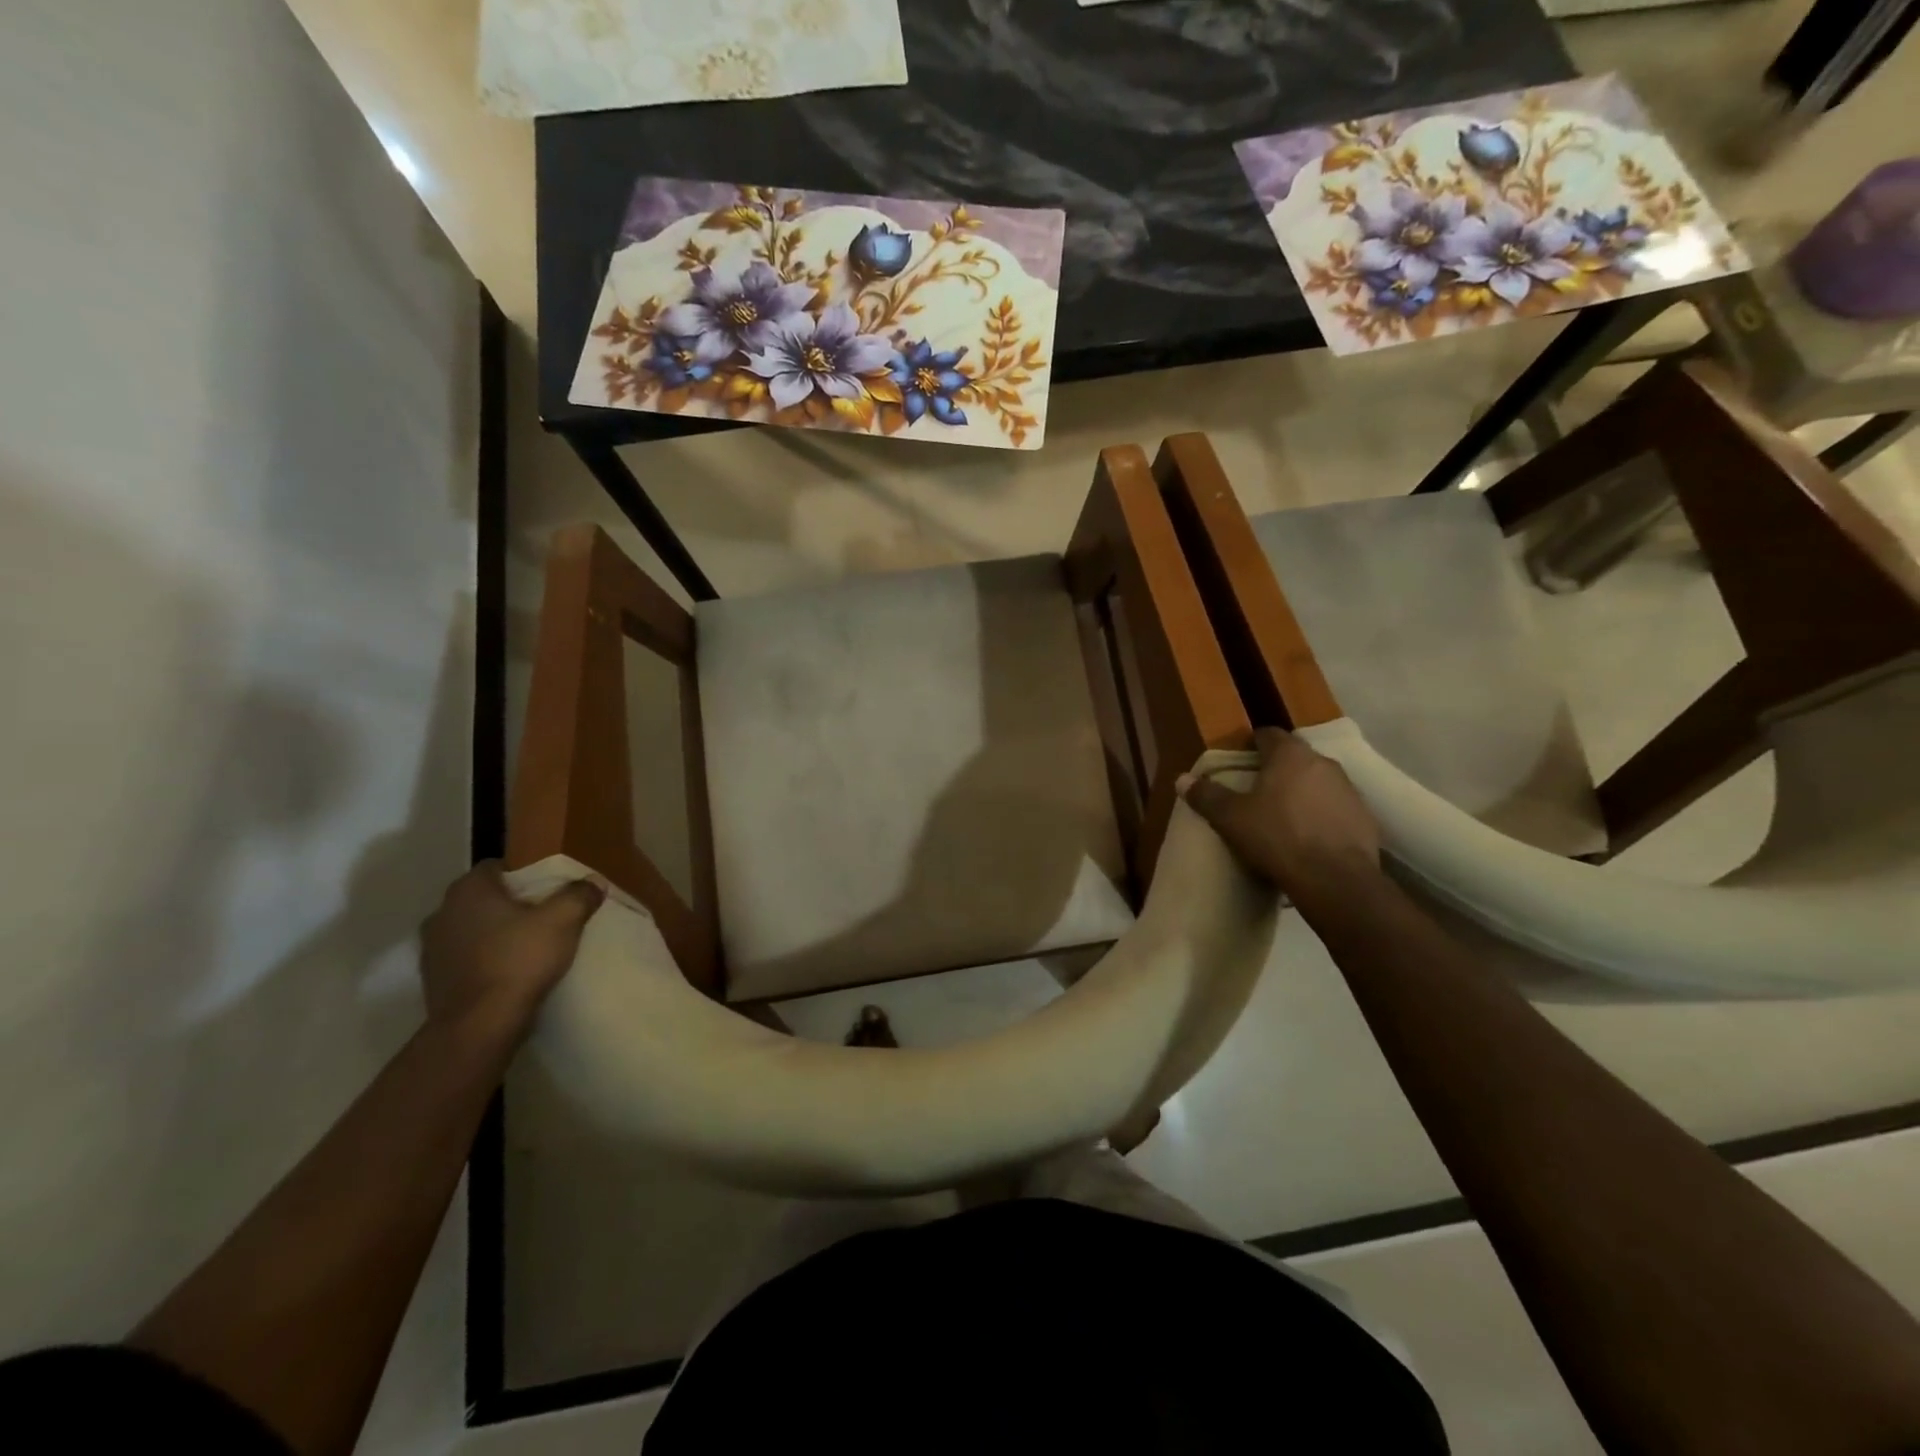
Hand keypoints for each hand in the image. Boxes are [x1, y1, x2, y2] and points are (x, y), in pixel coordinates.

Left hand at [419, 861, 604, 1042]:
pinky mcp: (432, 980)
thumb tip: (593, 882)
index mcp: (468, 890)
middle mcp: (442, 912)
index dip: (524, 874)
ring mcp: (431, 948)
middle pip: (484, 898)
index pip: (496, 866)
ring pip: (472, 928)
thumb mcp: (564, 921)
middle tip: (542, 917)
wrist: (478, 1027)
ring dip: (494, 933)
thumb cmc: (519, 961)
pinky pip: (464, 958)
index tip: (548, 891)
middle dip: (510, 904)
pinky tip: (507, 973)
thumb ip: (579, 895)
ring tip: (526, 947)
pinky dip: (483, 960)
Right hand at [1179, 727, 1381, 905]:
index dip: (1252, 744)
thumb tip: (1182, 779)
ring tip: (1283, 815)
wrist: (1335, 880)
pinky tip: (1309, 837)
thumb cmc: (1277, 838)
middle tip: (1256, 790)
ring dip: (1302, 791)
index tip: (1239, 761)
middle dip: (1277, 769)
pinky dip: (1322, 815)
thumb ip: (1206, 796)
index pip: (1268, 734)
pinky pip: (1336, 807)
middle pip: (1295, 757)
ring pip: (1318, 781)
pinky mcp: (1364, 817)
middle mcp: (1323, 763)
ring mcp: (1348, 790)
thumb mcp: (1230, 818)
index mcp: (1290, 755)